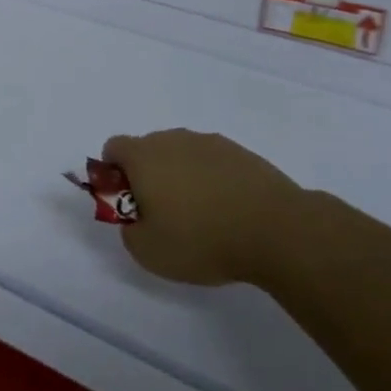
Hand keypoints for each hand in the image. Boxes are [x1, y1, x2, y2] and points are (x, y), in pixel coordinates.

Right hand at [103, 129, 306, 284]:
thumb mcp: (148, 251)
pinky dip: (212, 181)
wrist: (277, 230)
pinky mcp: (242, 153)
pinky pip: (213, 163)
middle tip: (164, 215)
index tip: (129, 203)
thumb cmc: (202, 240)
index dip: (114, 174)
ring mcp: (210, 143)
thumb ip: (129, 230)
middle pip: (148, 149)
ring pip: (182, 155)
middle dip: (148, 176)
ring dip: (182, 177)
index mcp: (144, 156)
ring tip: (202, 217)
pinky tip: (228, 212)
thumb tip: (135, 218)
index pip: (114, 148)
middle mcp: (174, 139)